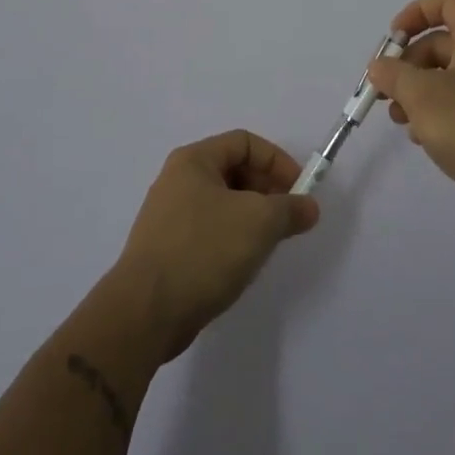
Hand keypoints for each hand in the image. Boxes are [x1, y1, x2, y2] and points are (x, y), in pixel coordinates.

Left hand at [110, 130, 319, 361]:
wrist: (145, 312)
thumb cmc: (204, 250)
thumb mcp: (259, 223)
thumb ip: (290, 209)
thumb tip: (309, 207)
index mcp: (194, 160)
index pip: (245, 142)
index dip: (277, 161)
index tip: (299, 191)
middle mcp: (177, 180)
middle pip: (233, 170)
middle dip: (267, 190)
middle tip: (288, 219)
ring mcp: (169, 216)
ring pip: (223, 203)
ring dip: (252, 217)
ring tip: (268, 243)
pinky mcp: (167, 249)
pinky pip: (209, 230)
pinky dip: (232, 238)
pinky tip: (242, 264)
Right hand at [363, 0, 454, 235]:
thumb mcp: (422, 95)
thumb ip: (394, 75)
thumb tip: (380, 67)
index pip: (448, 1)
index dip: (415, 13)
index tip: (392, 41)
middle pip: (443, 42)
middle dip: (409, 63)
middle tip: (387, 92)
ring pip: (451, 76)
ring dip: (419, 91)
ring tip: (400, 120)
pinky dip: (439, 112)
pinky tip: (424, 139)